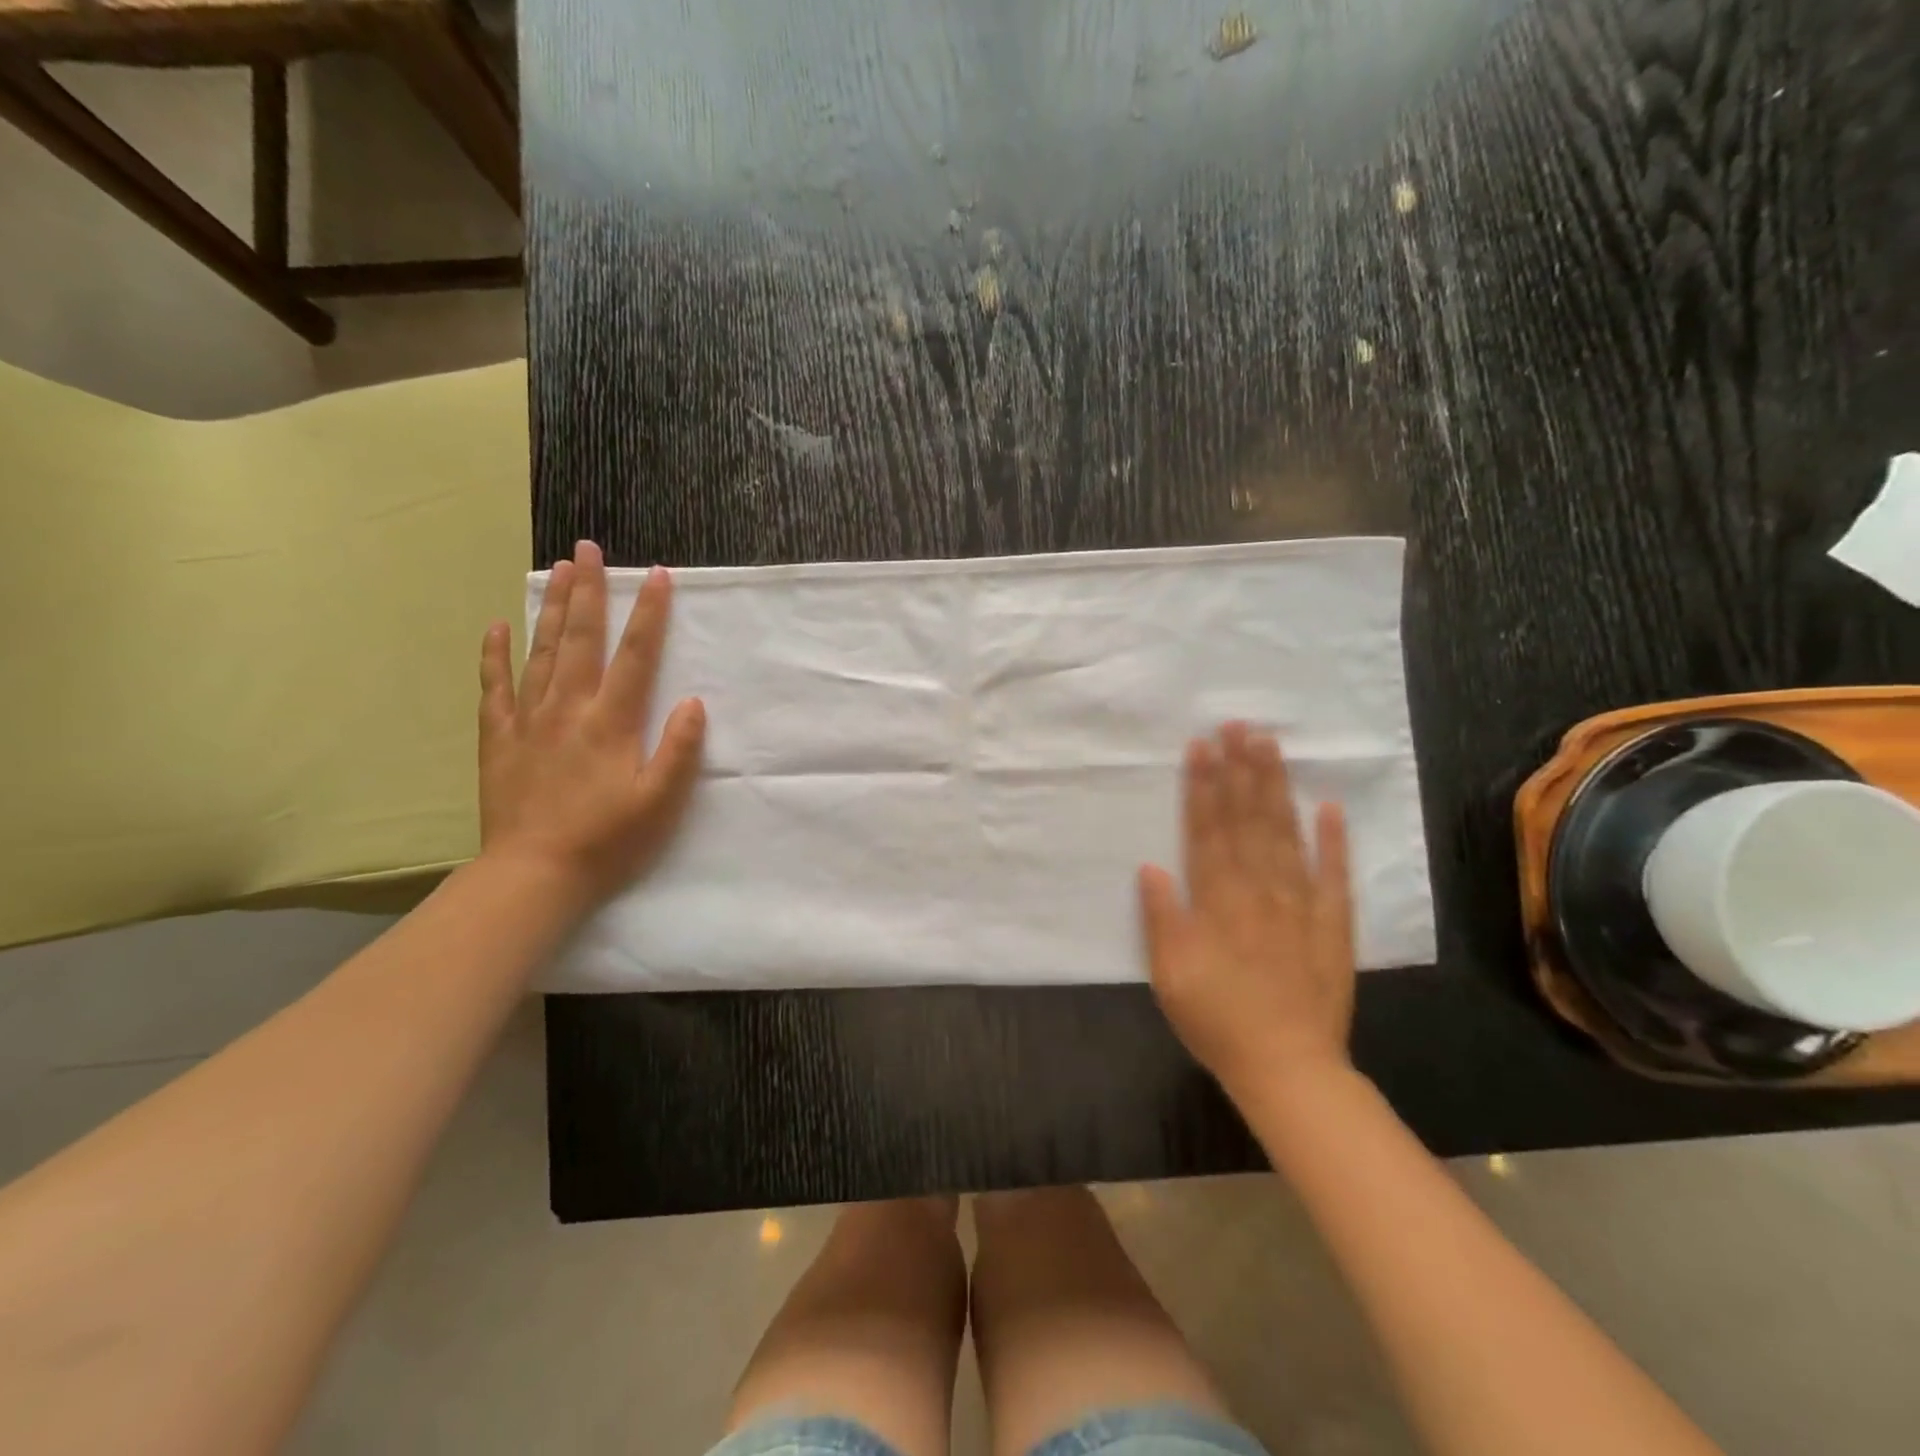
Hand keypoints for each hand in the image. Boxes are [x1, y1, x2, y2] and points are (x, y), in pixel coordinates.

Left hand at [478, 540, 705, 906]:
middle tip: (588, 548)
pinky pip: (495, 687)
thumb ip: (678, 750)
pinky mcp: (499, 738)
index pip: (636, 656)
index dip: (650, 615)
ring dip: (550, 608)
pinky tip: (497, 627)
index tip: (658, 576)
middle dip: (588, 590)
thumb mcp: (660, 802)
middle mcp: (568, 709)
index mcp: (611, 722)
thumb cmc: (607, 841)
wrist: (533, 875)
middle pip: (580, 639)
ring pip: (540, 652)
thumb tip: (691, 702)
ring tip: (556, 569)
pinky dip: (495, 655)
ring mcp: (528, 720)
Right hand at [1138, 722, 1355, 1101]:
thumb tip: (1151, 867)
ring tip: (1270, 747)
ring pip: (1284, 835)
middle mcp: (1259, 891)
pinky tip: (1329, 806)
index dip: (1202, 788)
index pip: (1208, 831)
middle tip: (1238, 726)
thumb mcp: (1170, 976)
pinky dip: (1332, 841)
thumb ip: (1162, 919)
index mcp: (1218, 902)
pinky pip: (1333, 876)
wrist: (1288, 1068)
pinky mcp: (1333, 924)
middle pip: (1247, 821)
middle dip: (1240, 770)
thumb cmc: (1218, 1020)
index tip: (1201, 748)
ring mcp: (1300, 905)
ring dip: (1276, 788)